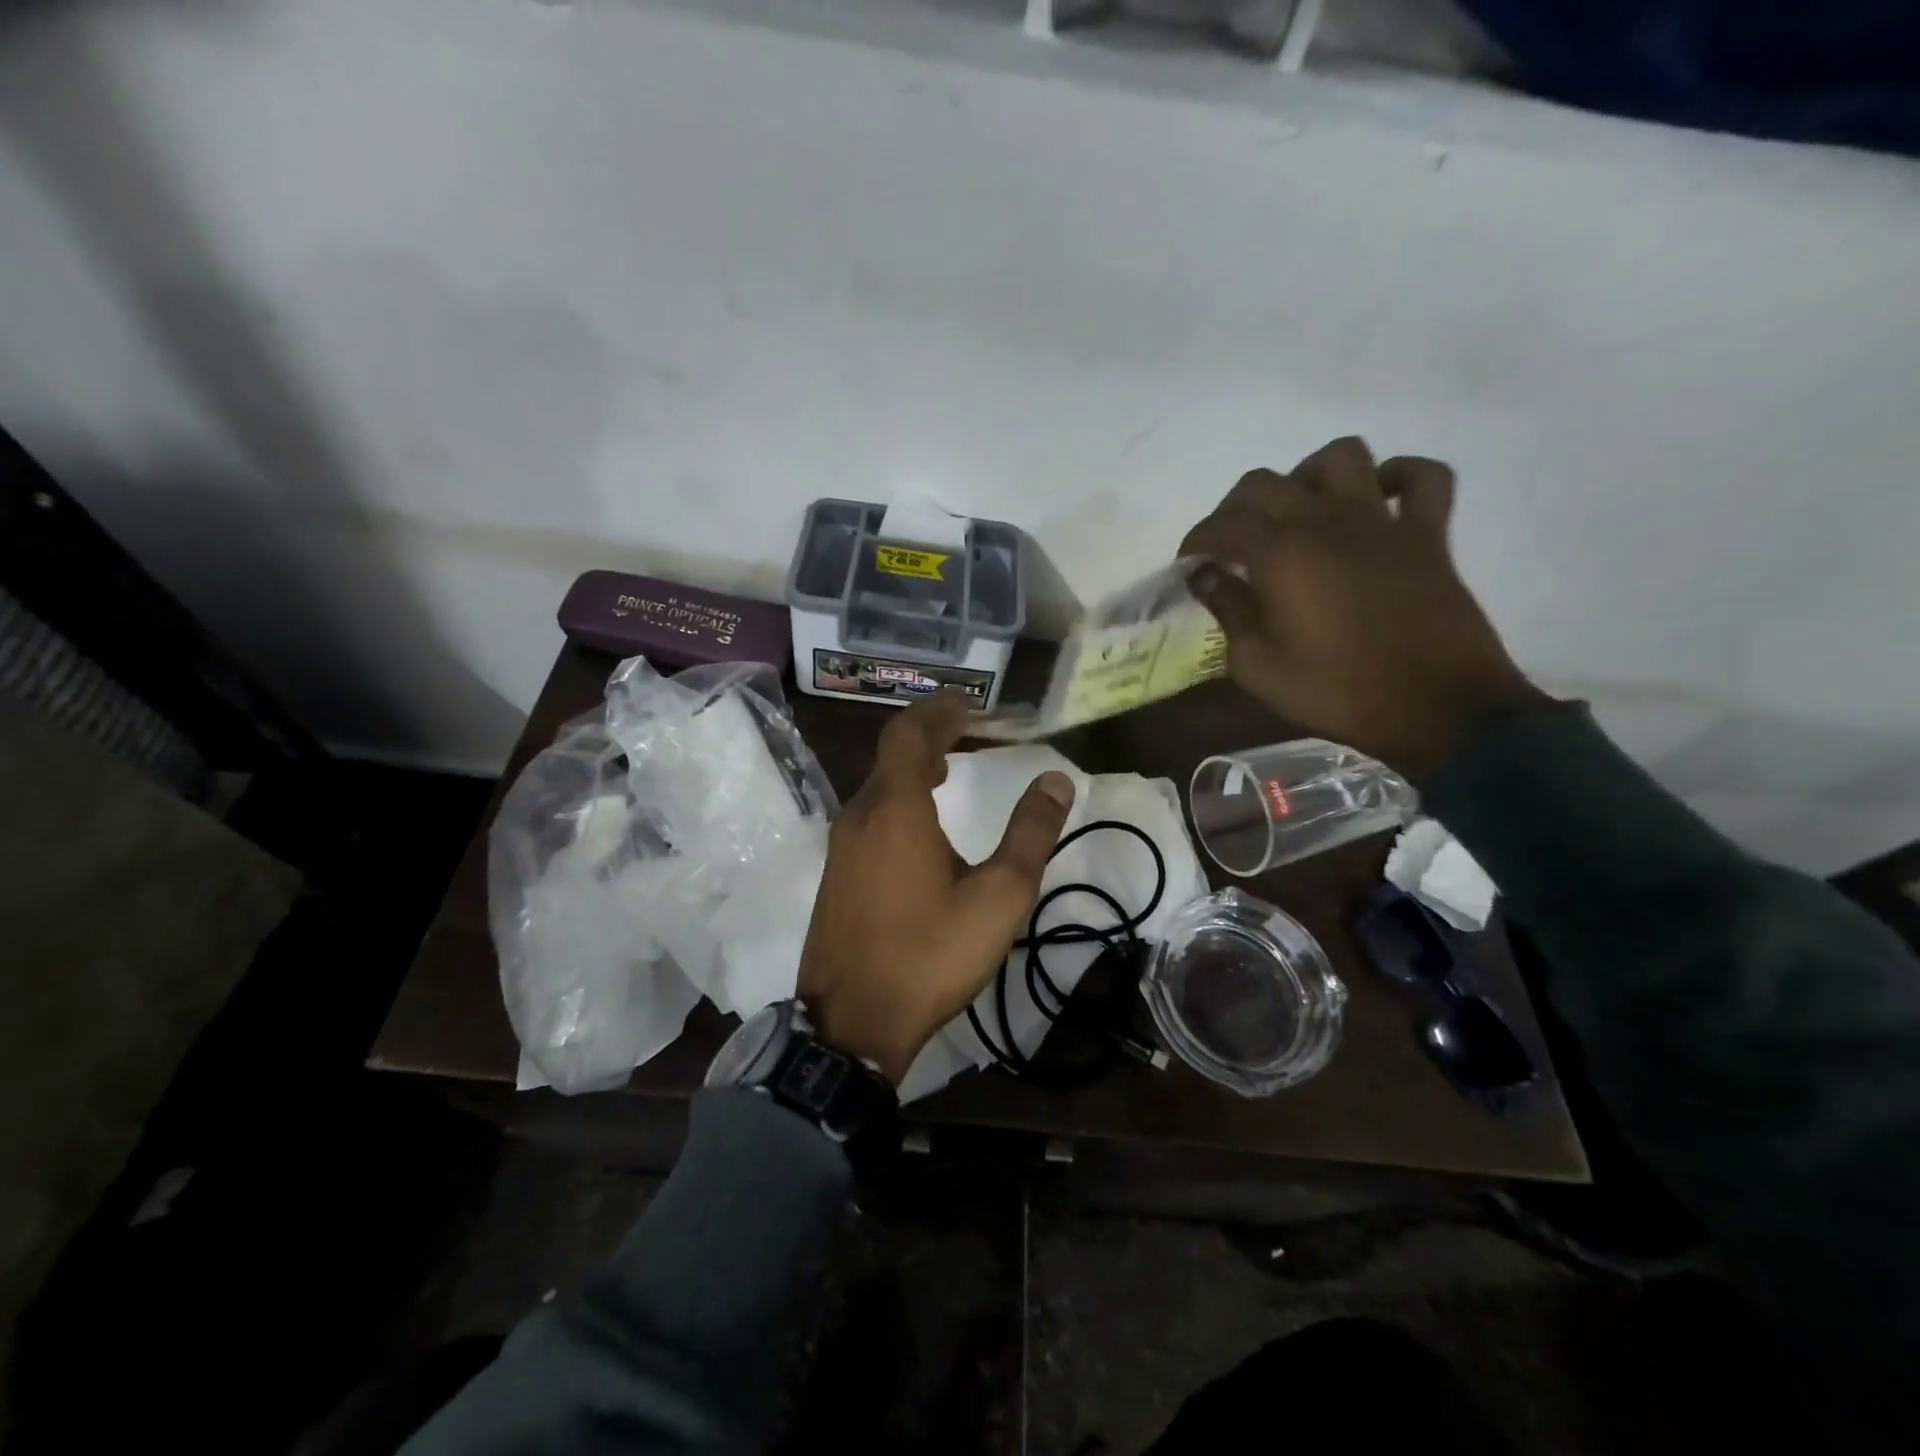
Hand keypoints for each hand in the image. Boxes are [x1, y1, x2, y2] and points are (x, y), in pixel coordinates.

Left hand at [798, 693, 1075, 1083]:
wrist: (852, 1024)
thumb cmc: (929, 954)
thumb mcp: (998, 897)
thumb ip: (1029, 834)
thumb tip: (1055, 781)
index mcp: (895, 807)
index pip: (909, 732)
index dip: (940, 710)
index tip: (971, 703)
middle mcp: (860, 814)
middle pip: (891, 753)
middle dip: (930, 733)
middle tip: (969, 730)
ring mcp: (841, 845)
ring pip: (878, 784)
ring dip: (913, 767)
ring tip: (949, 767)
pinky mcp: (835, 873)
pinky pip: (869, 813)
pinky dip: (898, 798)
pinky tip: (922, 825)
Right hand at [1181, 436, 1547, 780]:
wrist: (1436, 709)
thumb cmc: (1336, 691)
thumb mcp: (1258, 666)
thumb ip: (1228, 611)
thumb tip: (1206, 577)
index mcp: (1282, 554)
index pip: (1223, 524)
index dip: (1196, 540)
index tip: (1188, 565)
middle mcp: (1327, 520)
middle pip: (1266, 483)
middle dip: (1233, 509)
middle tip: (1229, 546)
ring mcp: (1382, 521)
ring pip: (1340, 457)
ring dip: (1307, 476)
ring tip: (1297, 512)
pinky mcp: (1428, 534)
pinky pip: (1423, 478)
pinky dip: (1398, 478)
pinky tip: (1375, 500)